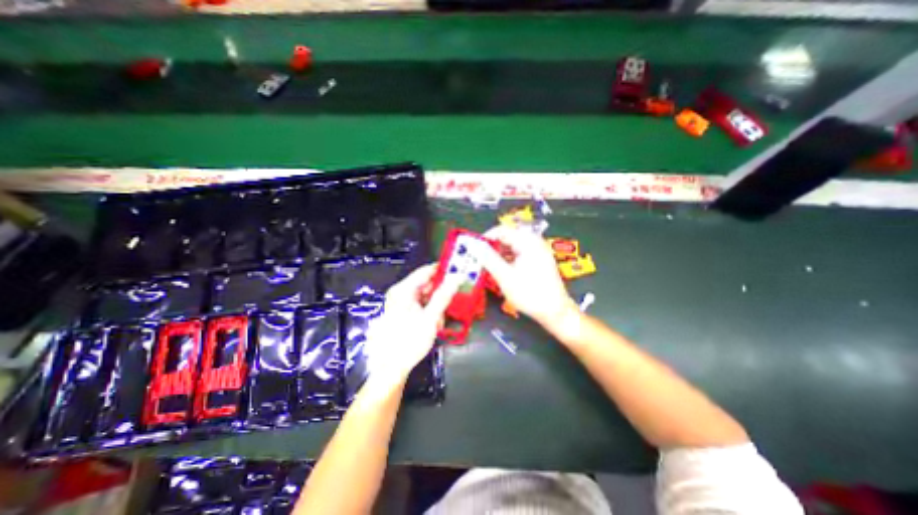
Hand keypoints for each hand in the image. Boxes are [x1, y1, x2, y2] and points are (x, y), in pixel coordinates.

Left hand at [367, 263, 463, 388]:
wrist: (391, 366)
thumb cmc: (410, 340)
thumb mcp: (430, 317)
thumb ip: (444, 296)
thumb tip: (456, 277)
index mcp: (404, 290)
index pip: (426, 271)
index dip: (442, 269)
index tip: (458, 271)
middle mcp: (400, 293)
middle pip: (426, 284)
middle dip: (440, 292)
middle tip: (453, 301)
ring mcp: (400, 303)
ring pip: (425, 296)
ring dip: (436, 305)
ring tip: (440, 321)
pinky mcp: (402, 312)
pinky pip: (420, 305)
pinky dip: (429, 311)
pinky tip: (434, 323)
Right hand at [477, 227, 576, 332]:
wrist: (555, 311)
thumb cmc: (529, 293)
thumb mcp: (504, 276)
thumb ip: (488, 258)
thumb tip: (473, 245)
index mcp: (527, 241)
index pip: (501, 230)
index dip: (485, 238)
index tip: (473, 250)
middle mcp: (533, 242)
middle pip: (507, 237)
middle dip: (491, 247)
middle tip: (479, 260)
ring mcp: (537, 251)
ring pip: (512, 246)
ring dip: (498, 255)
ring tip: (487, 267)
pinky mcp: (538, 260)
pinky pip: (518, 254)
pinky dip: (507, 260)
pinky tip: (501, 271)